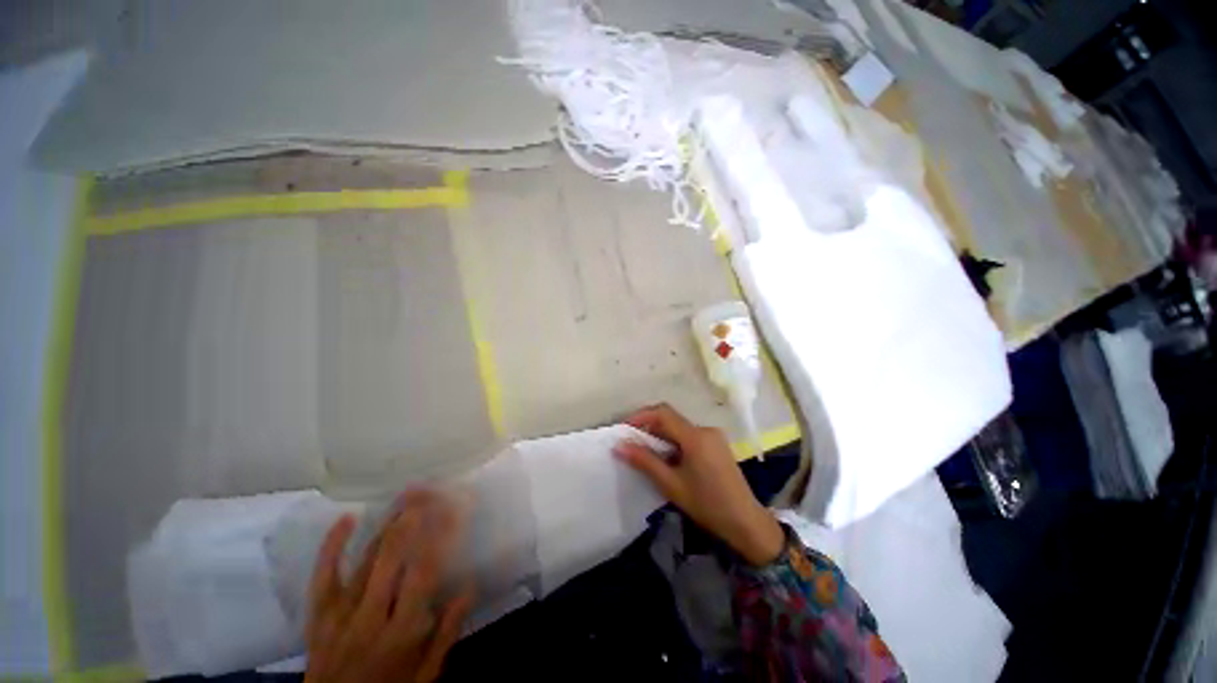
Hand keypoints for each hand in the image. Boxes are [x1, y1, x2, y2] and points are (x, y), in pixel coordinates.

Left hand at [304, 490, 472, 682]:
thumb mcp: (426, 675)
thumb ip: (447, 632)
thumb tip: (469, 586)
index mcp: (402, 632)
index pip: (425, 573)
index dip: (441, 535)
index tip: (456, 507)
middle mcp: (370, 617)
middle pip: (392, 559)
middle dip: (413, 519)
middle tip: (431, 489)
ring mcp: (340, 614)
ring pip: (366, 560)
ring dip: (388, 524)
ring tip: (408, 494)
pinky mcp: (318, 615)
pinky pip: (323, 576)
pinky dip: (332, 546)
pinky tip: (346, 518)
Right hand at [614, 404, 783, 565]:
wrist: (746, 523)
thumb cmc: (706, 504)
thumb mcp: (671, 484)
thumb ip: (644, 461)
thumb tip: (619, 446)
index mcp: (695, 436)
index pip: (663, 413)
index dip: (640, 416)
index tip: (624, 429)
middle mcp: (705, 429)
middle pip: (671, 419)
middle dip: (649, 427)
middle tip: (631, 443)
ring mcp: (714, 436)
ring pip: (680, 428)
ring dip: (661, 435)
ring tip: (646, 453)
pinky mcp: (717, 444)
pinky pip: (690, 435)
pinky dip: (674, 442)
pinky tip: (668, 459)